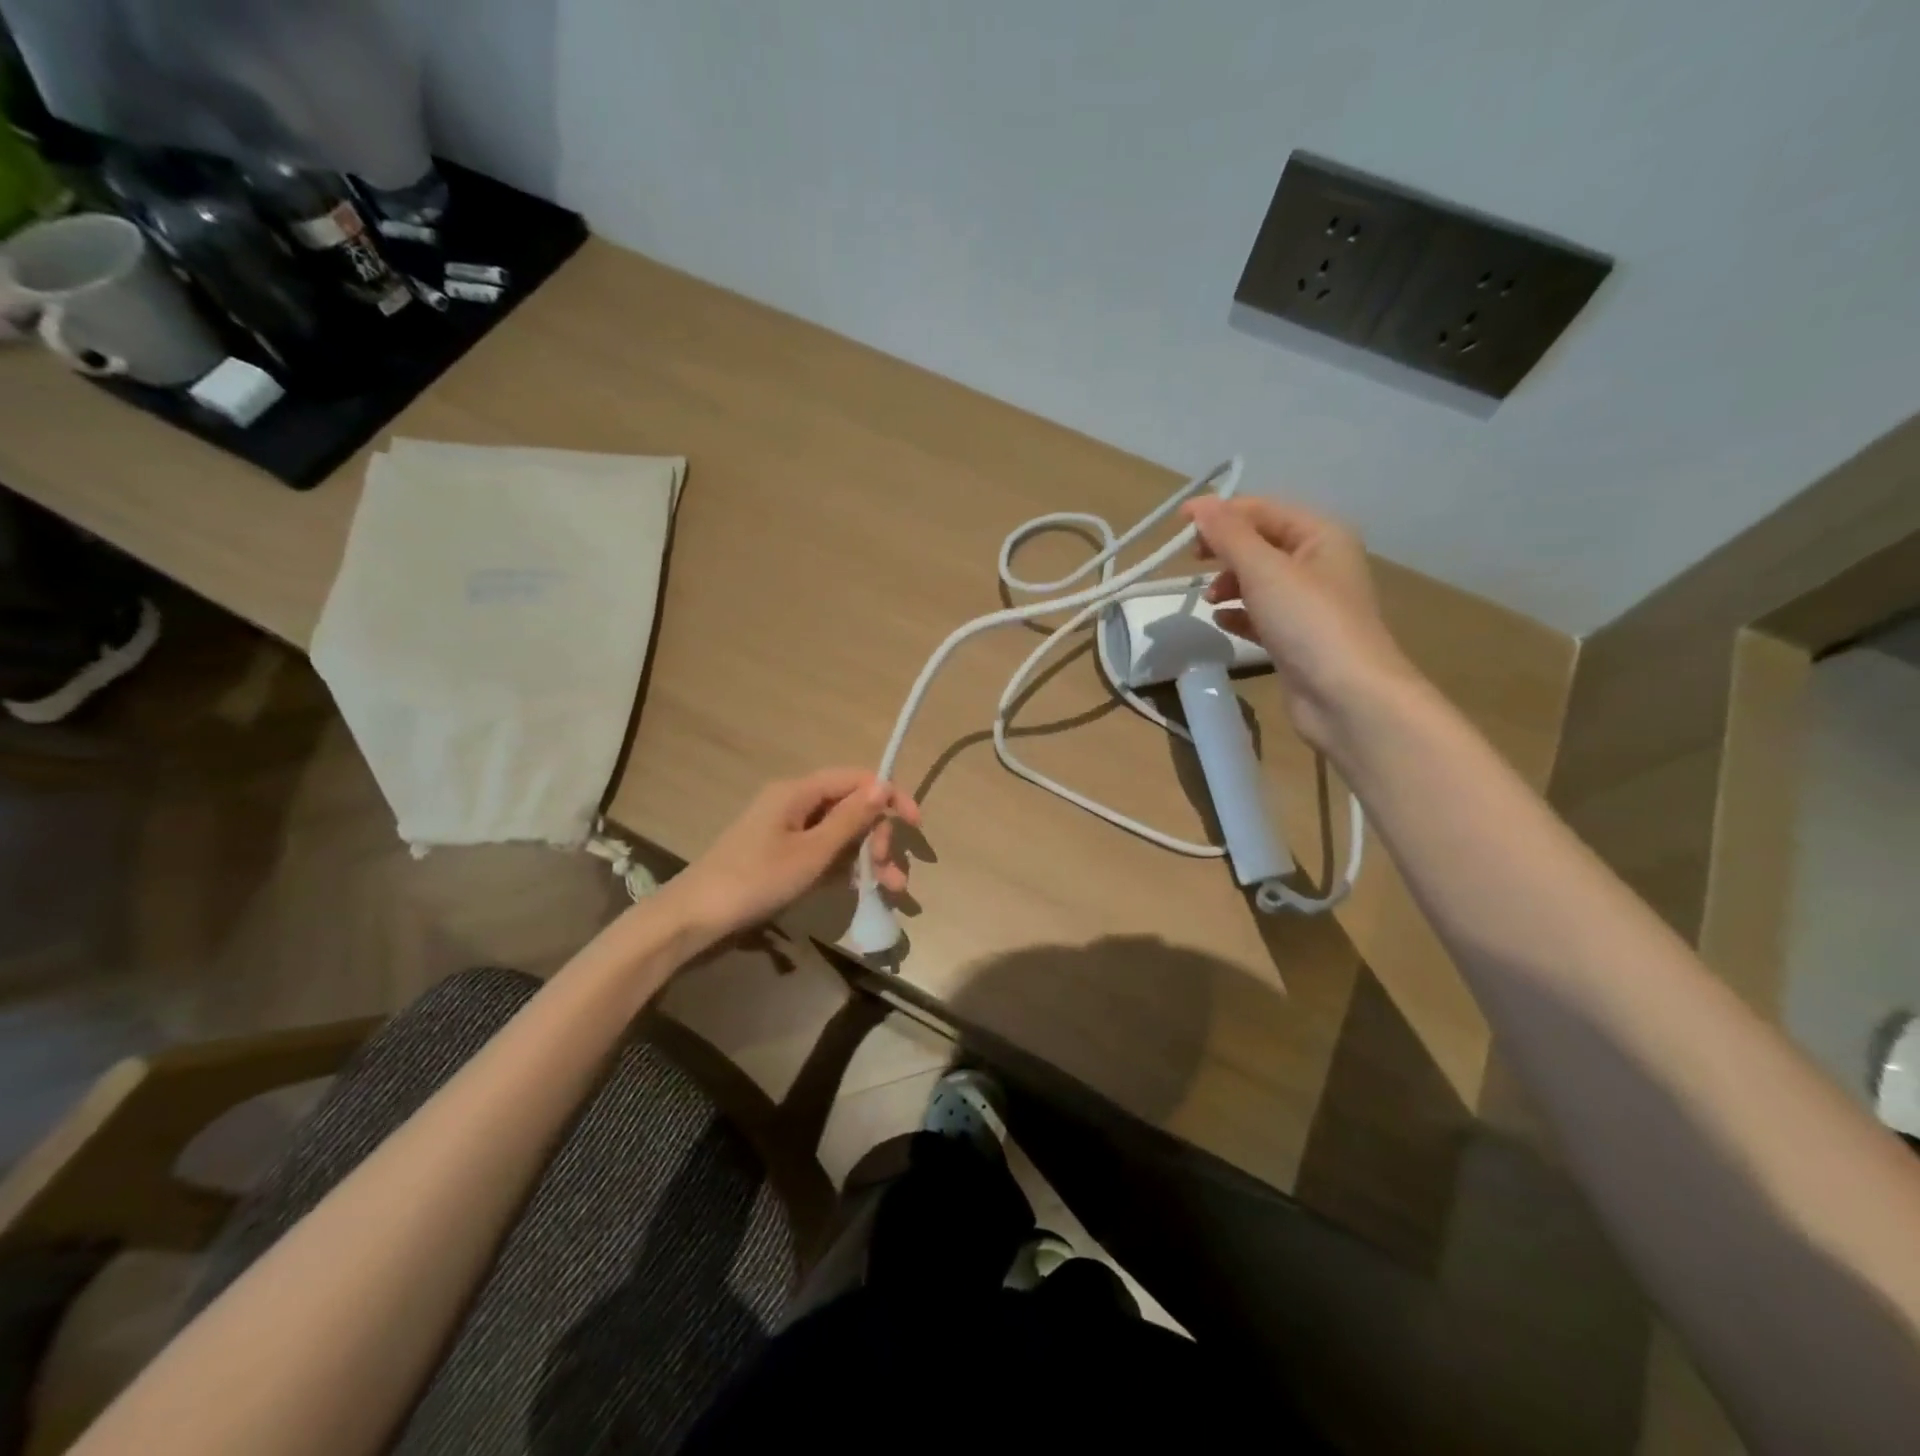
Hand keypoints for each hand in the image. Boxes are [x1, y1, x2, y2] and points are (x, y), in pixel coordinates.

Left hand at [663, 768, 920, 942]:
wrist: (695, 917)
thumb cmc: (756, 880)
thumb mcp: (812, 852)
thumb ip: (850, 819)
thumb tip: (883, 785)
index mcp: (798, 792)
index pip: (857, 779)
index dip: (890, 797)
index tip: (914, 825)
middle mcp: (794, 802)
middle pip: (850, 807)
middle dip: (878, 837)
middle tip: (891, 874)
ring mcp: (786, 829)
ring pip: (839, 833)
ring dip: (867, 858)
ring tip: (890, 891)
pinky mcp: (780, 854)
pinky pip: (823, 852)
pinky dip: (844, 868)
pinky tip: (862, 890)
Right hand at [1182, 497, 1420, 751]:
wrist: (1346, 697)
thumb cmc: (1309, 622)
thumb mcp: (1264, 570)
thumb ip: (1229, 535)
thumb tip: (1199, 505)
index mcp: (1321, 535)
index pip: (1262, 510)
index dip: (1220, 513)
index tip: (1177, 525)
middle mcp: (1319, 563)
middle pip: (1261, 543)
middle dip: (1224, 549)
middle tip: (1192, 563)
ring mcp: (1310, 603)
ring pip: (1259, 580)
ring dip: (1229, 582)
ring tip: (1208, 599)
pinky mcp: (1298, 638)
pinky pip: (1261, 614)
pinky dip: (1239, 613)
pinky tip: (1221, 621)